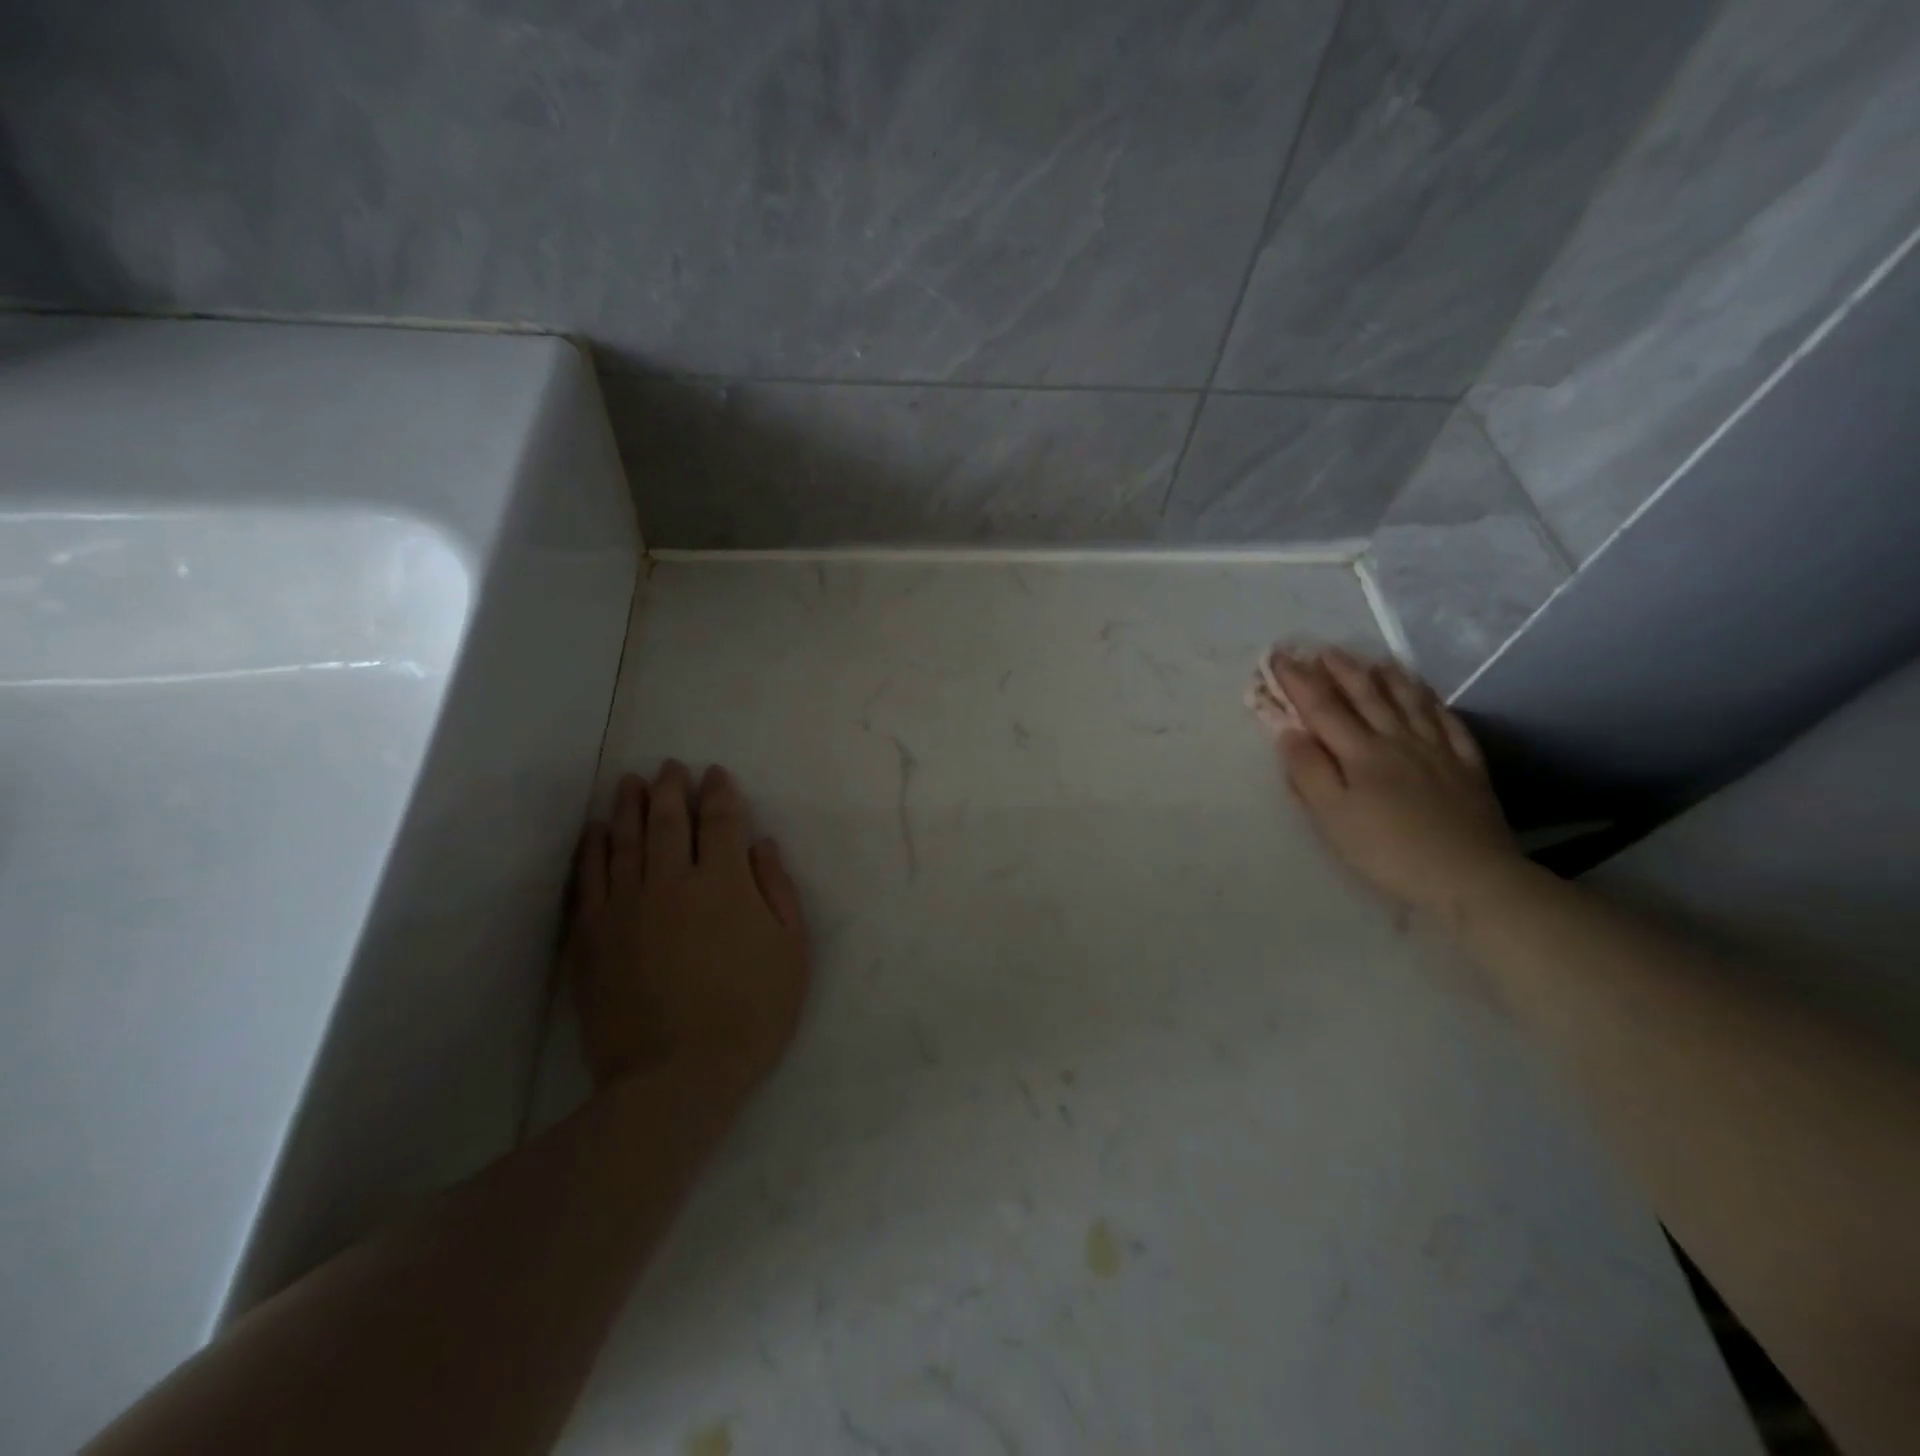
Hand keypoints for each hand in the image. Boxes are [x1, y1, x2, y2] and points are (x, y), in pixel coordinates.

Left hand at [563, 762, 809, 1094]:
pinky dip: (593, 849)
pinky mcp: (593, 935)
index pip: (721, 821)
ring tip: (631, 783)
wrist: (676, 1077)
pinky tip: (596, 831)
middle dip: (672, 788)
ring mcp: (626, 906)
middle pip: (669, 820)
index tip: (717, 774)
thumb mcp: (791, 952)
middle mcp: (672, 881)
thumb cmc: (750, 1013)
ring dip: (630, 806)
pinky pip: (589, 878)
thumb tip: (762, 845)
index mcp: (725, 882)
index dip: (720, 793)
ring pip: (626, 840)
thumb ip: (778, 891)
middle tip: (671, 767)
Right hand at [1272, 648, 1519, 920]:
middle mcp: (1397, 740)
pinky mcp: (1466, 767)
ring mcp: (1436, 750)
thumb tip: (1288, 731)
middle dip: (1340, 670)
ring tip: (1373, 660)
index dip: (1298, 681)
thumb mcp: (1332, 817)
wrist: (1470, 876)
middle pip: (1366, 696)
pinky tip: (1427, 696)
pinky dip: (1433, 702)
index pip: (1321, 707)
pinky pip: (1448, 722)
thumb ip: (1308, 771)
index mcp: (1360, 753)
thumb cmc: (1387, 850)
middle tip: (1322, 649)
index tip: (1278, 657)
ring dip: (1387, 678)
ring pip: (1408, 702)